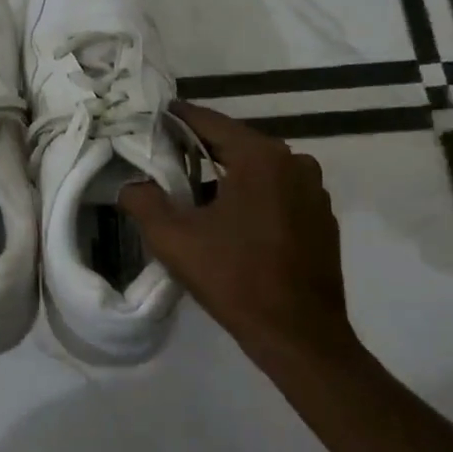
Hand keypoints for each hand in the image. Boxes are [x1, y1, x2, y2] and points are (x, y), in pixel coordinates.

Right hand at [120, 101, 356, 369]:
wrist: (299, 335)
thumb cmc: (235, 278)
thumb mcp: (174, 239)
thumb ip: (143, 201)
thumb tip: (130, 184)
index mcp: (261, 157)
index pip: (210, 122)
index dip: (178, 118)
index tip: (153, 115)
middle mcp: (294, 162)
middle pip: (236, 143)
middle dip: (200, 148)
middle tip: (165, 154)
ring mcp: (314, 190)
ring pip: (259, 169)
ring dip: (228, 174)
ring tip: (193, 190)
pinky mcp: (322, 217)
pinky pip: (278, 191)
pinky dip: (253, 194)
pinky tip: (231, 218)